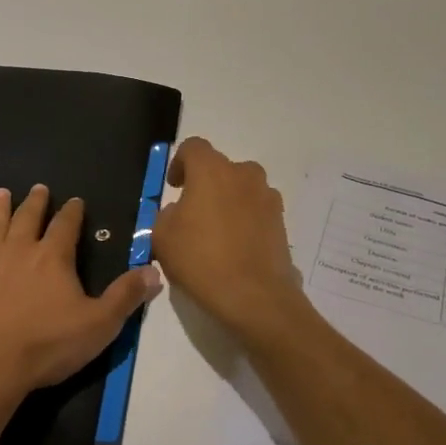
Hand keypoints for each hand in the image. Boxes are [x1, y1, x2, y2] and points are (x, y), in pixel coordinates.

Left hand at [0, 184, 162, 407]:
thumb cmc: (47, 346)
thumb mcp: (99, 325)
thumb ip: (126, 296)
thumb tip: (154, 271)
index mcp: (53, 258)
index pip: (66, 225)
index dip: (73, 212)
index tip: (75, 201)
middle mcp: (20, 250)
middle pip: (29, 218)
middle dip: (36, 202)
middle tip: (39, 189)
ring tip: (1, 192)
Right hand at [151, 137, 306, 345]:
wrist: (254, 296)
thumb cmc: (201, 260)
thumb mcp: (162, 237)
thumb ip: (166, 215)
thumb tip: (180, 212)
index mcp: (212, 170)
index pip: (193, 148)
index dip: (180, 163)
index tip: (174, 187)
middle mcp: (244, 175)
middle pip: (222, 169)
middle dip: (206, 185)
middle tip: (193, 213)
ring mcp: (268, 198)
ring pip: (242, 190)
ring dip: (228, 202)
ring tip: (216, 233)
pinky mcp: (282, 223)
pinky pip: (257, 213)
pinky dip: (245, 222)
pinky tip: (235, 249)